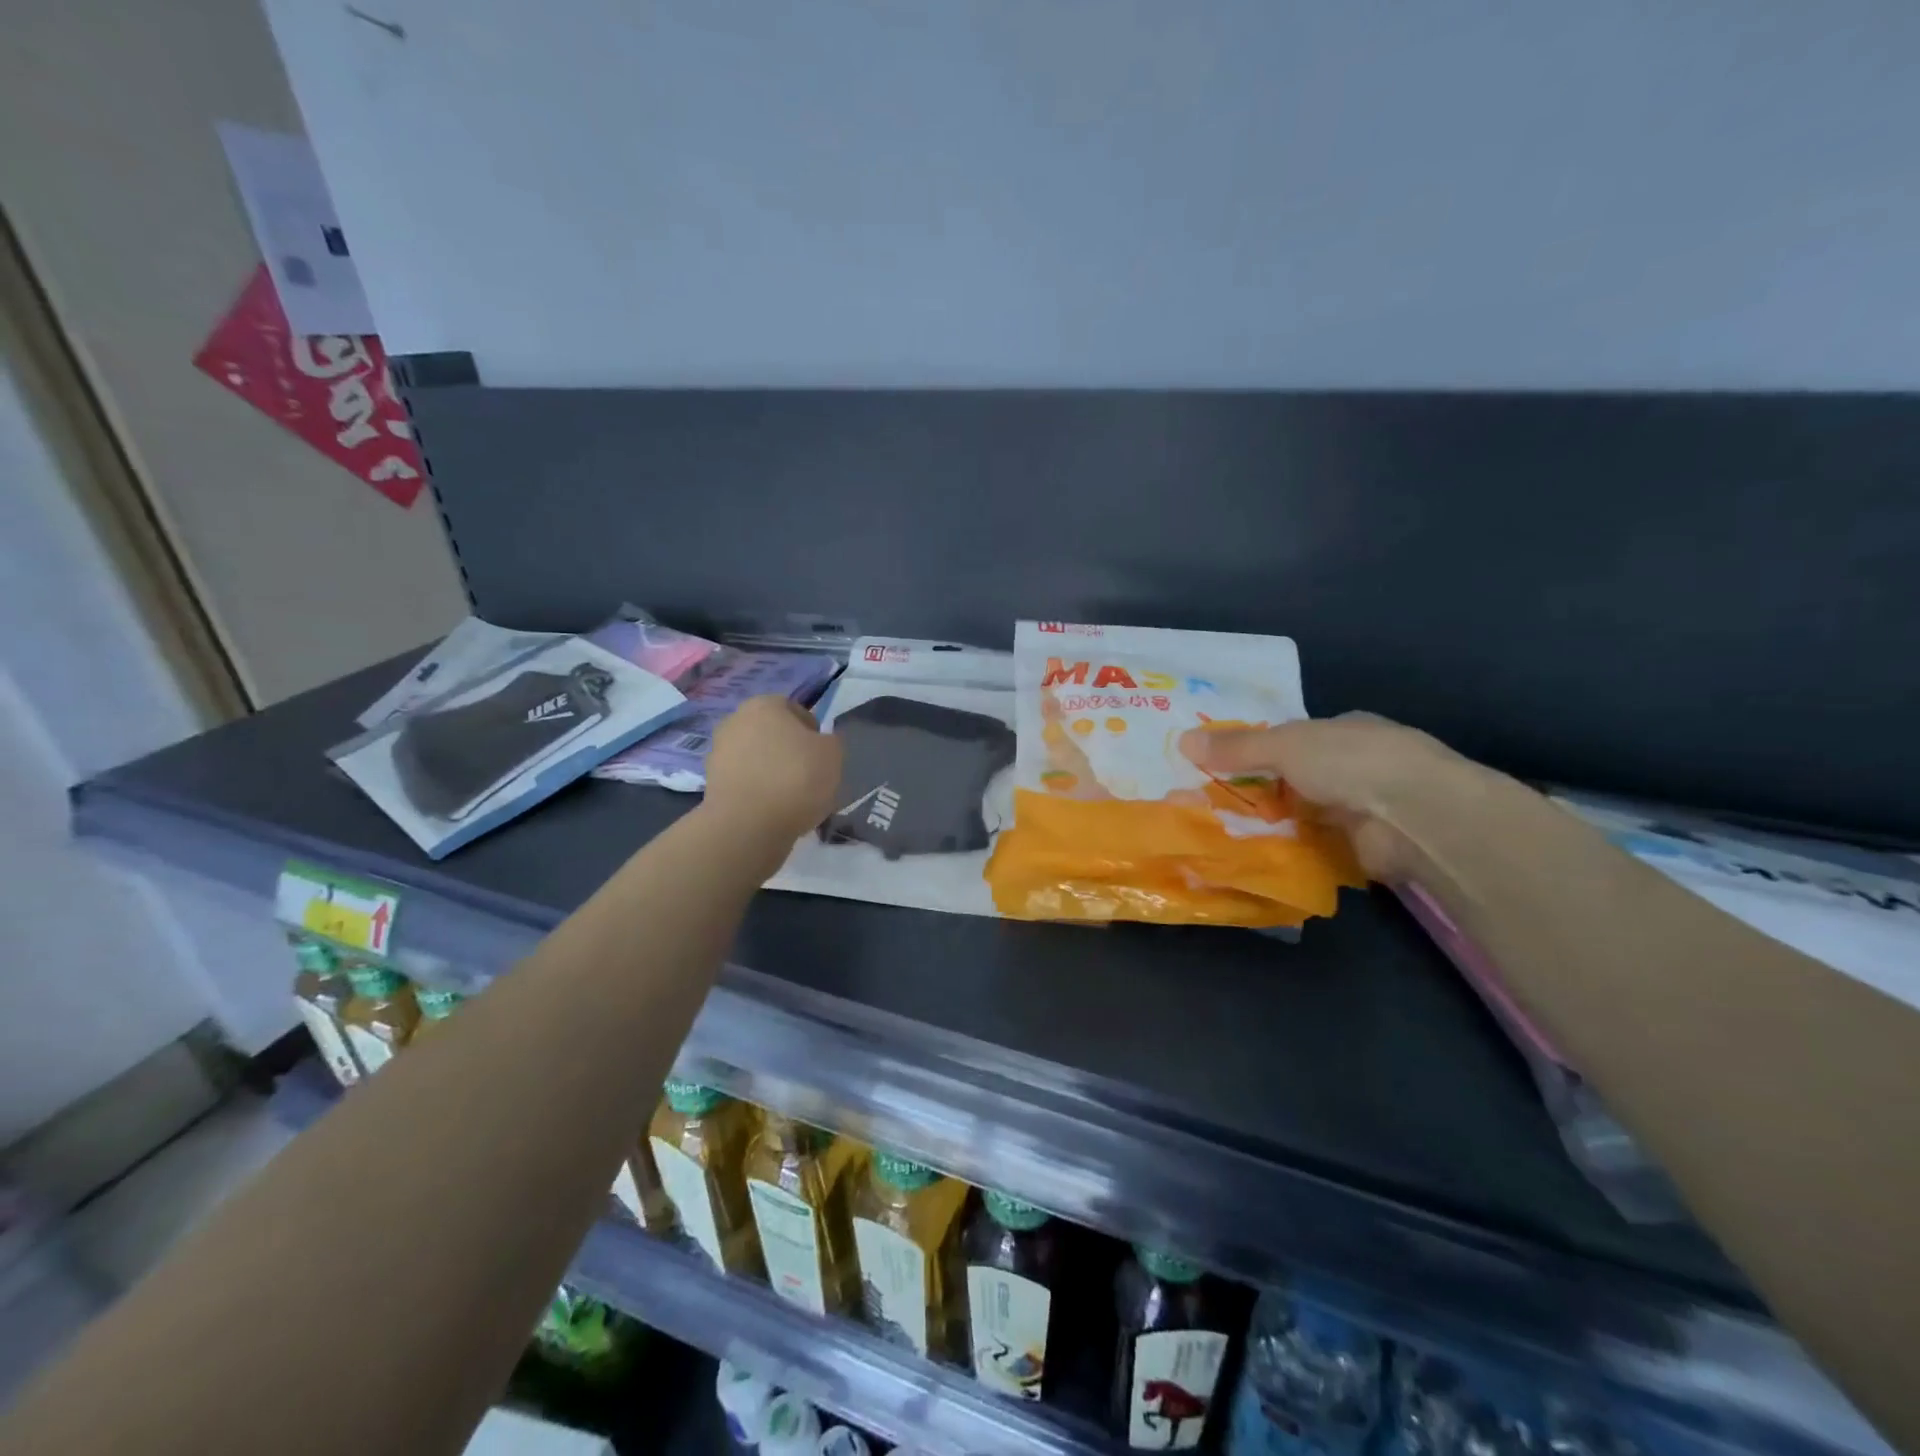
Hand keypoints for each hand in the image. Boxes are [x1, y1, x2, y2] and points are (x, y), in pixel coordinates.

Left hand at [702, 695, 843, 845]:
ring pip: (758, 758)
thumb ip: (829, 742)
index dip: (813, 733)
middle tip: (809, 777)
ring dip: (773, 772)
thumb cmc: (795, 779)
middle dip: (789, 752)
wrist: (748, 826)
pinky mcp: (712, 783)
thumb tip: (819, 744)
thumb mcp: (833, 754)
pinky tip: (773, 810)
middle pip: (773, 734)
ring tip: (792, 799)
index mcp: (764, 705)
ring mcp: (719, 752)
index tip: (822, 757)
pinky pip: (746, 782)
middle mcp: (735, 721)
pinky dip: (759, 792)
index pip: (795, 710)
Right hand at [1179, 713, 1480, 880]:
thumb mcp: (1284, 745)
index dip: (1256, 750)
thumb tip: (1183, 739)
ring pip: (1299, 815)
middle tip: (1207, 804)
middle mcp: (1353, 767)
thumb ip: (1237, 747)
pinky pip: (1311, 848)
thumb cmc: (1350, 762)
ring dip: (1268, 825)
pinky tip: (1250, 858)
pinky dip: (1285, 852)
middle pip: (1292, 779)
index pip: (1292, 739)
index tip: (1218, 766)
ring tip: (1216, 834)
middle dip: (1257, 791)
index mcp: (1342, 730)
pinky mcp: (1360, 849)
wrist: (1414, 816)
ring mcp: (1360, 809)